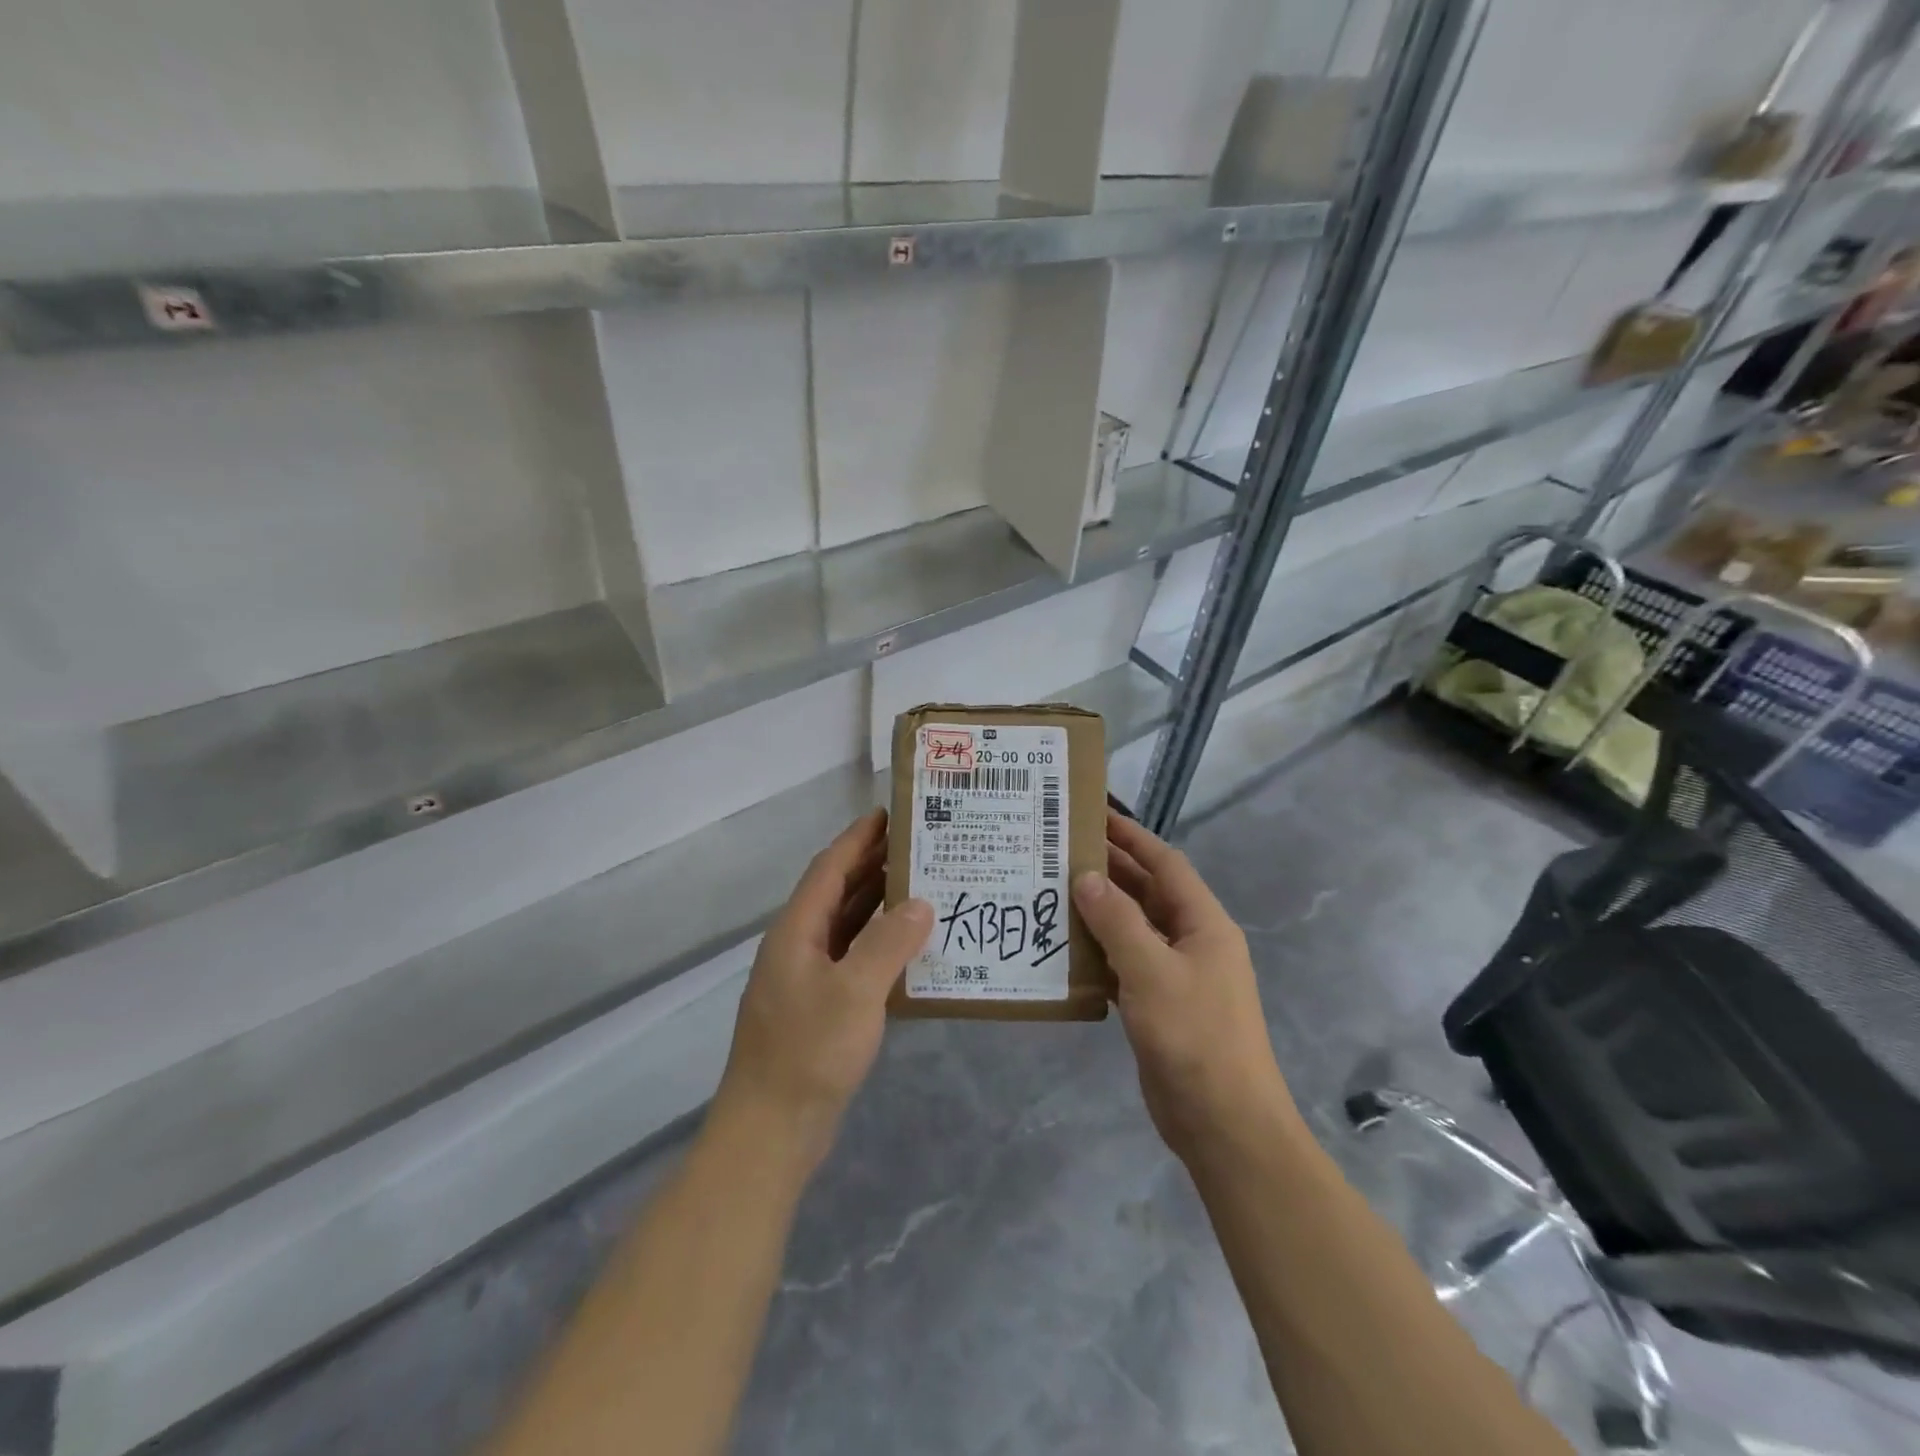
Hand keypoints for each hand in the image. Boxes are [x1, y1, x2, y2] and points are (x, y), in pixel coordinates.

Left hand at [715, 809, 932, 1169]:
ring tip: (922, 885)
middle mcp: (798, 946)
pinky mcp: (819, 1008)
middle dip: (873, 866)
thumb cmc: (809, 1052)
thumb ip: (889, 942)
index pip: (829, 869)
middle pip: (837, 893)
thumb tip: (920, 903)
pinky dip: (879, 944)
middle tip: (918, 845)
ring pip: (846, 926)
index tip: (889, 813)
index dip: (857, 838)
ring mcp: (806, 979)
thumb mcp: (855, 992)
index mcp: (796, 931)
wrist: (771, 1131)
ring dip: (878, 904)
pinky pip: (853, 958)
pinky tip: (909, 947)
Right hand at [1074, 810, 1300, 1164]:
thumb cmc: (1194, 1037)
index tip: (1093, 815)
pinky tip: (1064, 949)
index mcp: (1204, 924)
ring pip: (1133, 930)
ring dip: (1099, 912)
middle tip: (1060, 850)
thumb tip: (1086, 876)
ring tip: (1052, 891)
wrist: (1224, 1124)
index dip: (1132, 837)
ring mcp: (1177, 976)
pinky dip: (1098, 954)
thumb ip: (1117, 921)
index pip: (1165, 864)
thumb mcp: (1152, 972)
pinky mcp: (1159, 1006)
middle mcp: (1192, 942)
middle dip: (1110, 870)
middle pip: (1148, 893)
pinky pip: (1125, 965)